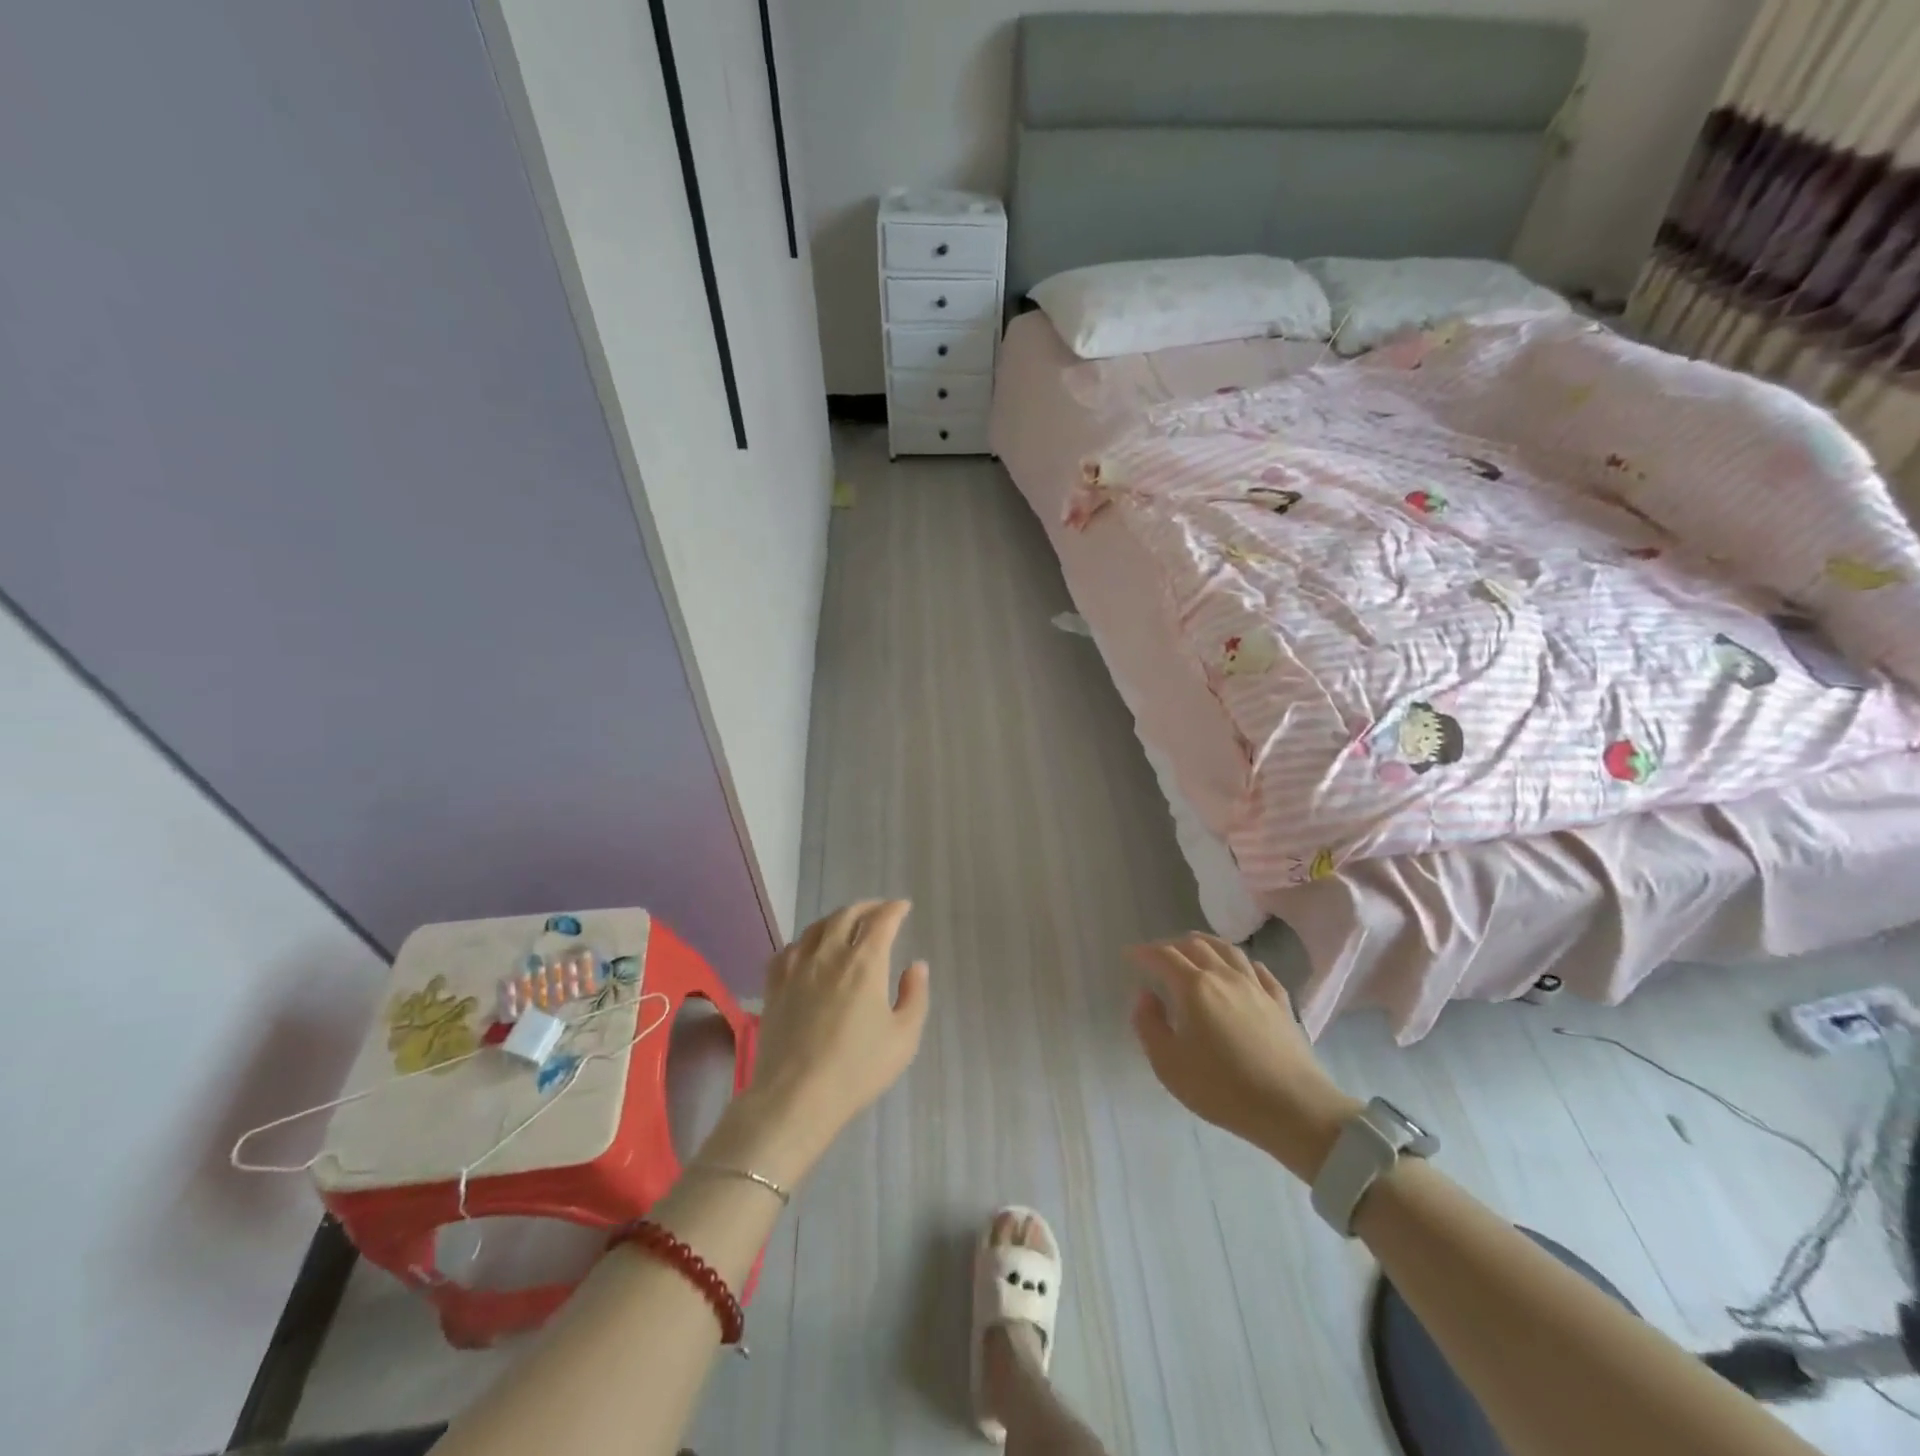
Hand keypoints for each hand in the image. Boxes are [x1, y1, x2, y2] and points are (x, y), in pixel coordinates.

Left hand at [716, 901, 929, 1182]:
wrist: (796, 1097)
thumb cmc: (857, 1069)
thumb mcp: (903, 1038)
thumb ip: (914, 996)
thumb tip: (916, 966)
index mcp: (865, 963)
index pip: (881, 921)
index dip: (894, 909)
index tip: (903, 907)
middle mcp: (830, 955)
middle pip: (847, 915)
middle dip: (866, 907)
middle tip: (878, 911)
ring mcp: (797, 968)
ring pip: (816, 927)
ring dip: (835, 919)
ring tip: (845, 924)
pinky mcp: (775, 986)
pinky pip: (788, 950)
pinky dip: (803, 942)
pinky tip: (806, 951)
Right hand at [1130, 934, 1359, 1179]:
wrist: (1294, 1108)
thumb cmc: (1223, 1088)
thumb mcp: (1168, 1064)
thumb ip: (1149, 1025)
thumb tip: (1146, 996)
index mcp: (1194, 987)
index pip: (1164, 956)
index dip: (1144, 952)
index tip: (1130, 955)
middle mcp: (1225, 976)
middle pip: (1196, 945)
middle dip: (1172, 945)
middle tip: (1158, 955)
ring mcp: (1257, 987)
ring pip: (1229, 950)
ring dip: (1206, 944)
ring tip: (1195, 949)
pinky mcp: (1281, 1003)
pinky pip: (1259, 971)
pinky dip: (1243, 963)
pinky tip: (1242, 970)